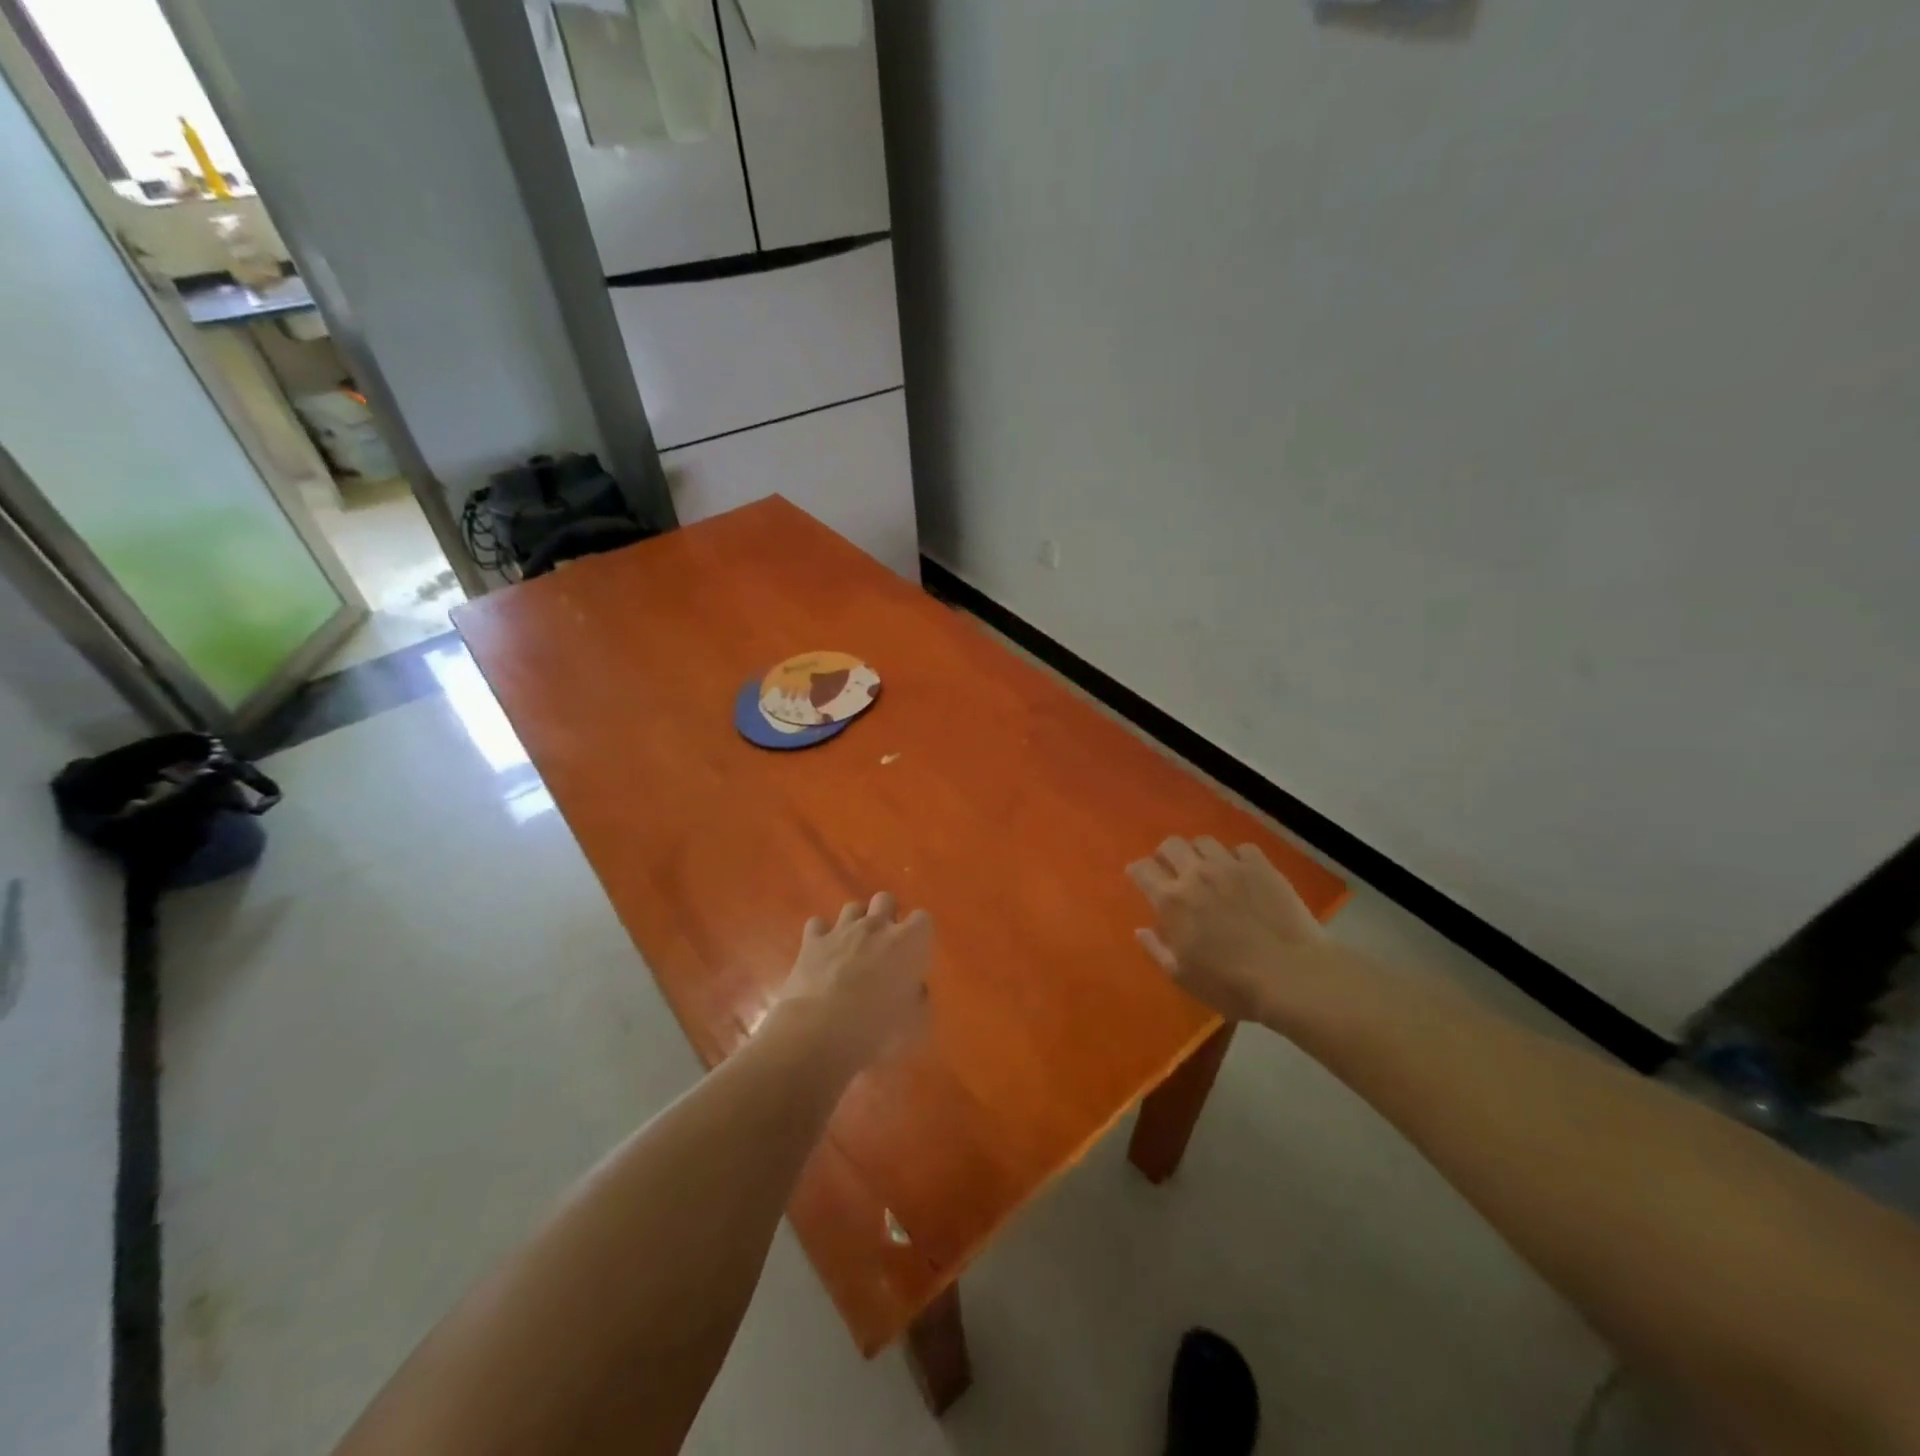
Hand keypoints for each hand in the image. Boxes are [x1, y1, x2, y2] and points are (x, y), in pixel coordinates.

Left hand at [774, 892, 932, 1073]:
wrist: (819, 1033)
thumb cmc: (876, 1031)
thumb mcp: (915, 1025)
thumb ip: (919, 1000)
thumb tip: (914, 990)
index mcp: (908, 943)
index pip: (923, 918)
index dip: (920, 933)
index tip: (916, 953)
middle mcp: (876, 927)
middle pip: (886, 899)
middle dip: (887, 915)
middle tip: (885, 944)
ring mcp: (842, 930)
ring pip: (853, 907)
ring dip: (856, 922)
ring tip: (854, 947)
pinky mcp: (812, 942)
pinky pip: (818, 924)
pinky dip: (822, 934)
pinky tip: (823, 952)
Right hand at [1126, 837, 1327, 1023]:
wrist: (1291, 976)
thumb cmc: (1231, 985)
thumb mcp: (1183, 977)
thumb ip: (1156, 949)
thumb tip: (1140, 929)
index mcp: (1171, 901)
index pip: (1142, 869)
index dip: (1138, 871)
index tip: (1140, 879)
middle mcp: (1196, 874)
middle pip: (1171, 845)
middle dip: (1166, 855)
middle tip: (1173, 871)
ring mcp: (1230, 866)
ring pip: (1205, 841)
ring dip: (1200, 853)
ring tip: (1207, 869)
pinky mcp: (1261, 866)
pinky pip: (1242, 849)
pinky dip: (1236, 858)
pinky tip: (1242, 873)